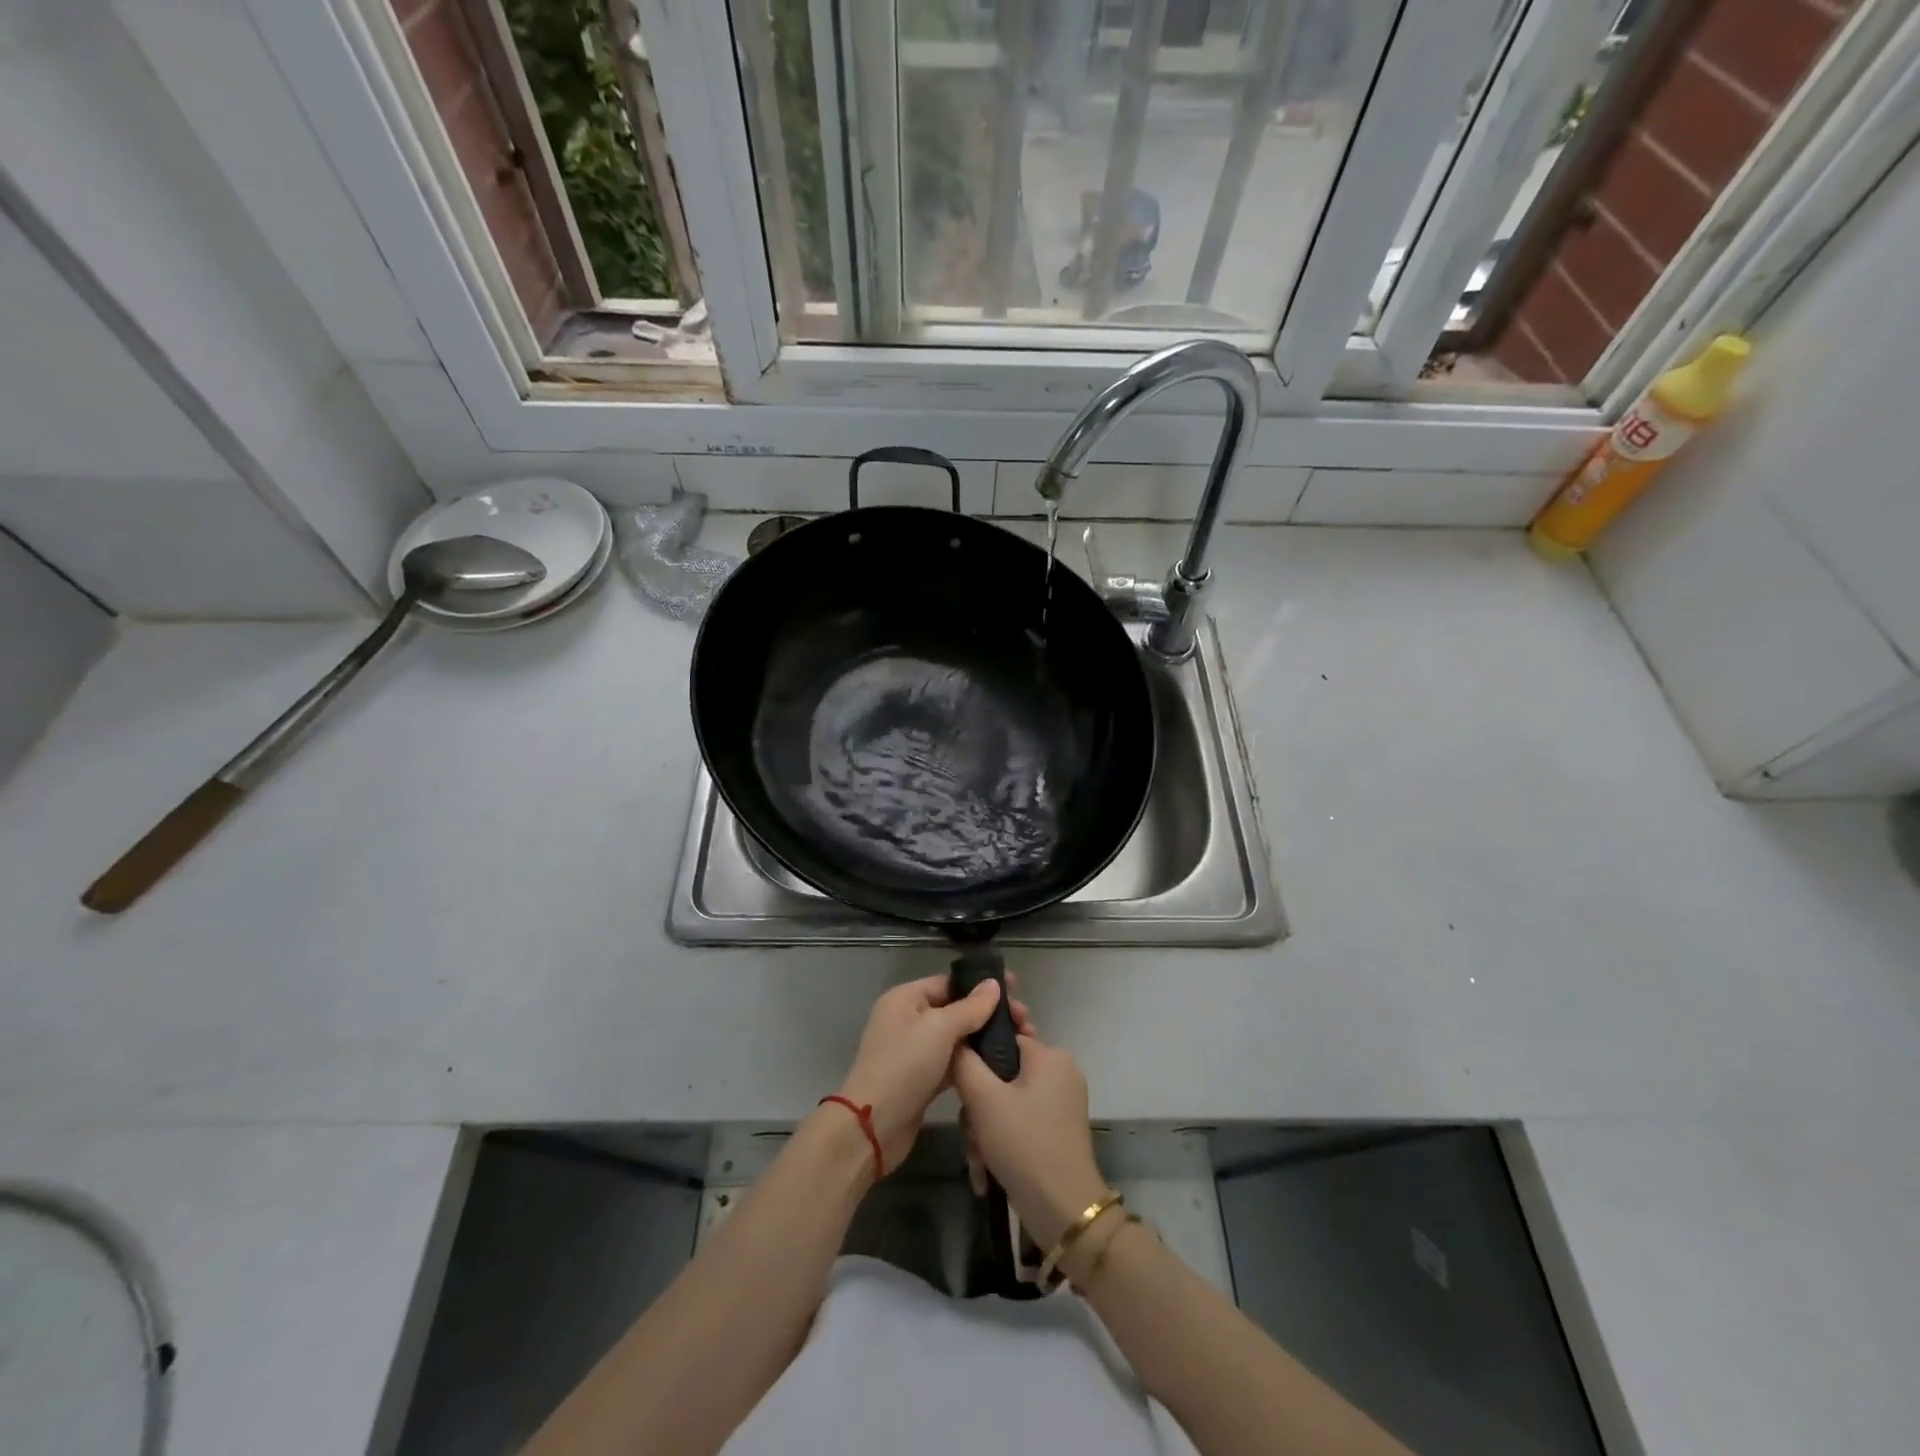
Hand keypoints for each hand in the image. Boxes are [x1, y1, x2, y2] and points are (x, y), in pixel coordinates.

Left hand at [837, 974, 1033, 1172]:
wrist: (874, 1126)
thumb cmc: (904, 1066)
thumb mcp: (939, 1029)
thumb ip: (970, 1007)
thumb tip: (993, 984)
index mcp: (906, 998)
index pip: (949, 983)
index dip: (981, 985)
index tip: (1016, 990)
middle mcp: (909, 1019)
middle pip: (956, 1009)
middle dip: (989, 1013)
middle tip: (1024, 1021)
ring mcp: (915, 1051)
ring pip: (957, 1037)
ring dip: (985, 1038)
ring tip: (1021, 1040)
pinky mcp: (923, 1079)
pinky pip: (954, 1061)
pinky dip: (974, 1061)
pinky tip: (1001, 1063)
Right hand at [952, 1034, 1107, 1249]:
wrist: (1062, 1211)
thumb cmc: (1023, 1143)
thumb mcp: (983, 1098)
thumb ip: (964, 1061)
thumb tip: (957, 1039)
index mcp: (1050, 1056)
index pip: (1004, 1036)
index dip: (977, 1056)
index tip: (960, 1079)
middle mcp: (1060, 1073)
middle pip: (1002, 1074)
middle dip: (978, 1106)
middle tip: (969, 1130)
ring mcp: (1061, 1104)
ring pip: (1007, 1102)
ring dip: (984, 1129)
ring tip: (977, 1159)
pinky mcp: (1057, 1132)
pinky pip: (1019, 1123)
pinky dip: (1000, 1142)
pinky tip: (985, 1171)